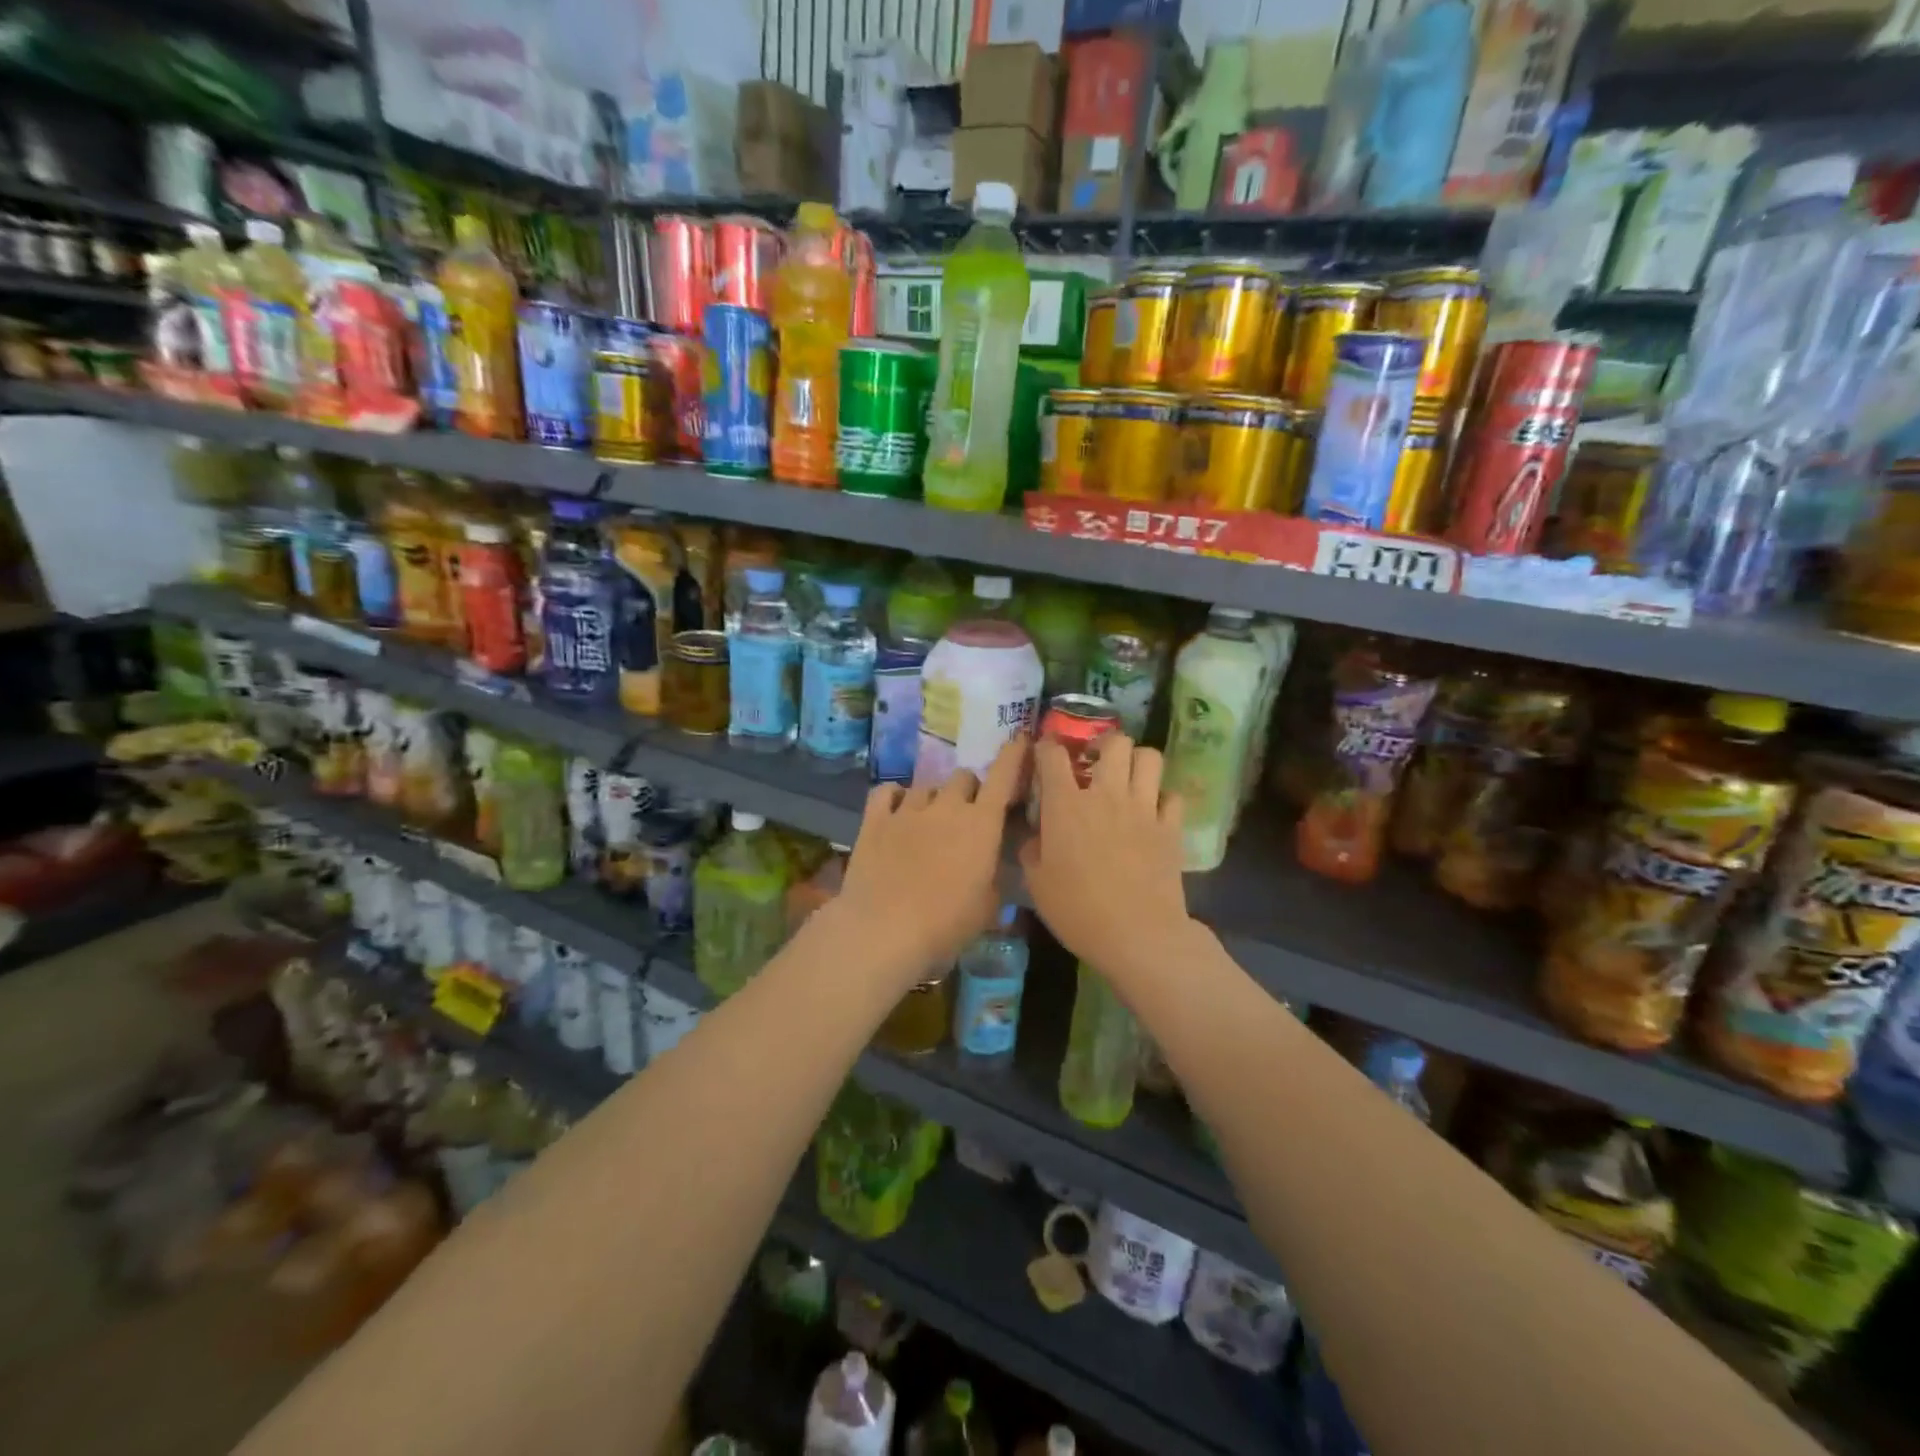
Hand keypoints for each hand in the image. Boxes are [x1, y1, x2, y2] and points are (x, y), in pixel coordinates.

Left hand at [830, 737, 1025, 986]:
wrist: (883, 930)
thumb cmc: (946, 925)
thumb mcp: (988, 908)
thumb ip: (994, 876)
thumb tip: (991, 864)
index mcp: (982, 825)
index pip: (1004, 777)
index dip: (1013, 756)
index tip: (1020, 742)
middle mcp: (947, 807)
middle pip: (963, 777)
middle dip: (969, 791)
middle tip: (966, 817)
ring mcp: (908, 809)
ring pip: (927, 786)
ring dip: (934, 798)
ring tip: (928, 822)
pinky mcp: (875, 820)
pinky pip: (887, 791)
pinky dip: (895, 797)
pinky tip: (896, 810)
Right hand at [1020, 734, 1193, 979]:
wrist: (1137, 935)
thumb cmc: (1078, 910)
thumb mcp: (1037, 884)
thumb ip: (1032, 851)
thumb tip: (1037, 837)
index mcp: (1066, 805)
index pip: (1053, 755)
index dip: (1046, 747)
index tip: (1045, 754)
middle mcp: (1106, 795)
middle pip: (1114, 743)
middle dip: (1104, 745)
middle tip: (1096, 763)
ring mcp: (1143, 808)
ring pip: (1149, 758)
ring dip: (1137, 762)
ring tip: (1128, 778)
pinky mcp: (1171, 827)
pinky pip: (1172, 796)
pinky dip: (1163, 798)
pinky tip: (1154, 811)